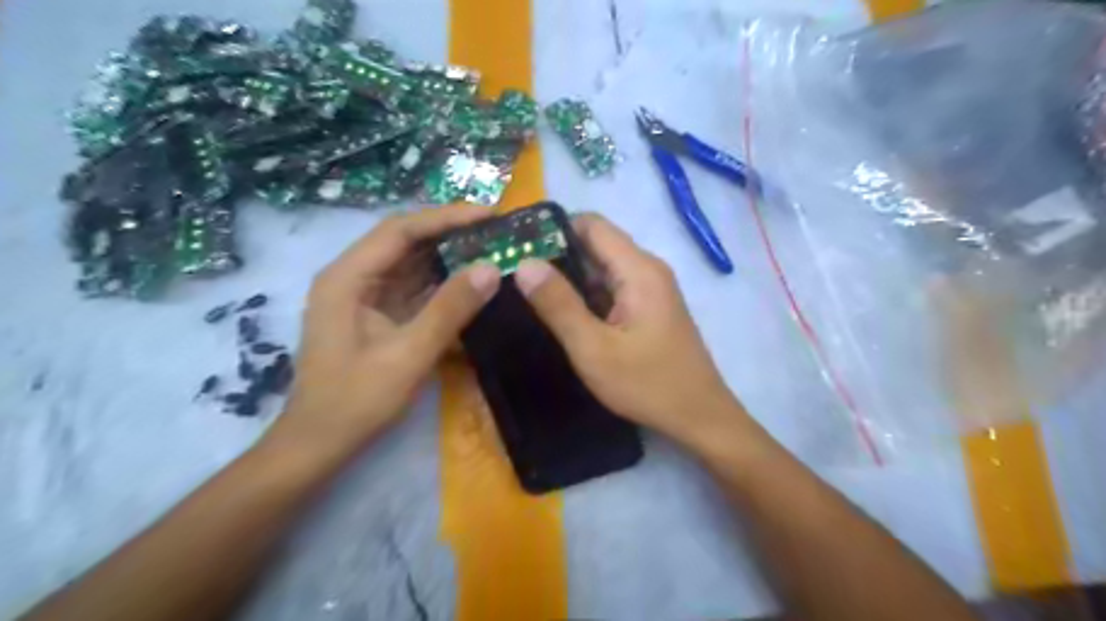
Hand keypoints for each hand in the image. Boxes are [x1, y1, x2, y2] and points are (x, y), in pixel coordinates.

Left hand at [264, 207, 500, 460]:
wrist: (319, 444)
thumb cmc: (356, 401)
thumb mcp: (408, 355)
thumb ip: (449, 310)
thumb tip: (491, 269)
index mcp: (348, 277)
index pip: (401, 230)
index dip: (447, 217)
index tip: (490, 215)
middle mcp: (354, 278)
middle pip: (406, 242)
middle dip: (452, 234)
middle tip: (498, 233)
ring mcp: (365, 297)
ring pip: (412, 264)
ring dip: (450, 257)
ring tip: (493, 252)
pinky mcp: (378, 315)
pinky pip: (414, 289)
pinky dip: (443, 284)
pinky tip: (472, 285)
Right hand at [516, 212, 742, 445]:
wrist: (698, 416)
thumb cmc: (647, 384)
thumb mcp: (593, 349)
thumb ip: (558, 304)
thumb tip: (524, 263)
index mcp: (638, 269)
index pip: (591, 224)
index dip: (553, 229)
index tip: (518, 246)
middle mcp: (647, 269)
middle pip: (596, 244)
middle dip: (556, 255)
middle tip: (515, 273)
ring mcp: (651, 288)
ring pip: (602, 268)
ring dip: (570, 277)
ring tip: (529, 292)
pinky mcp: (649, 307)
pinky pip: (613, 288)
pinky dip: (587, 295)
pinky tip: (562, 312)